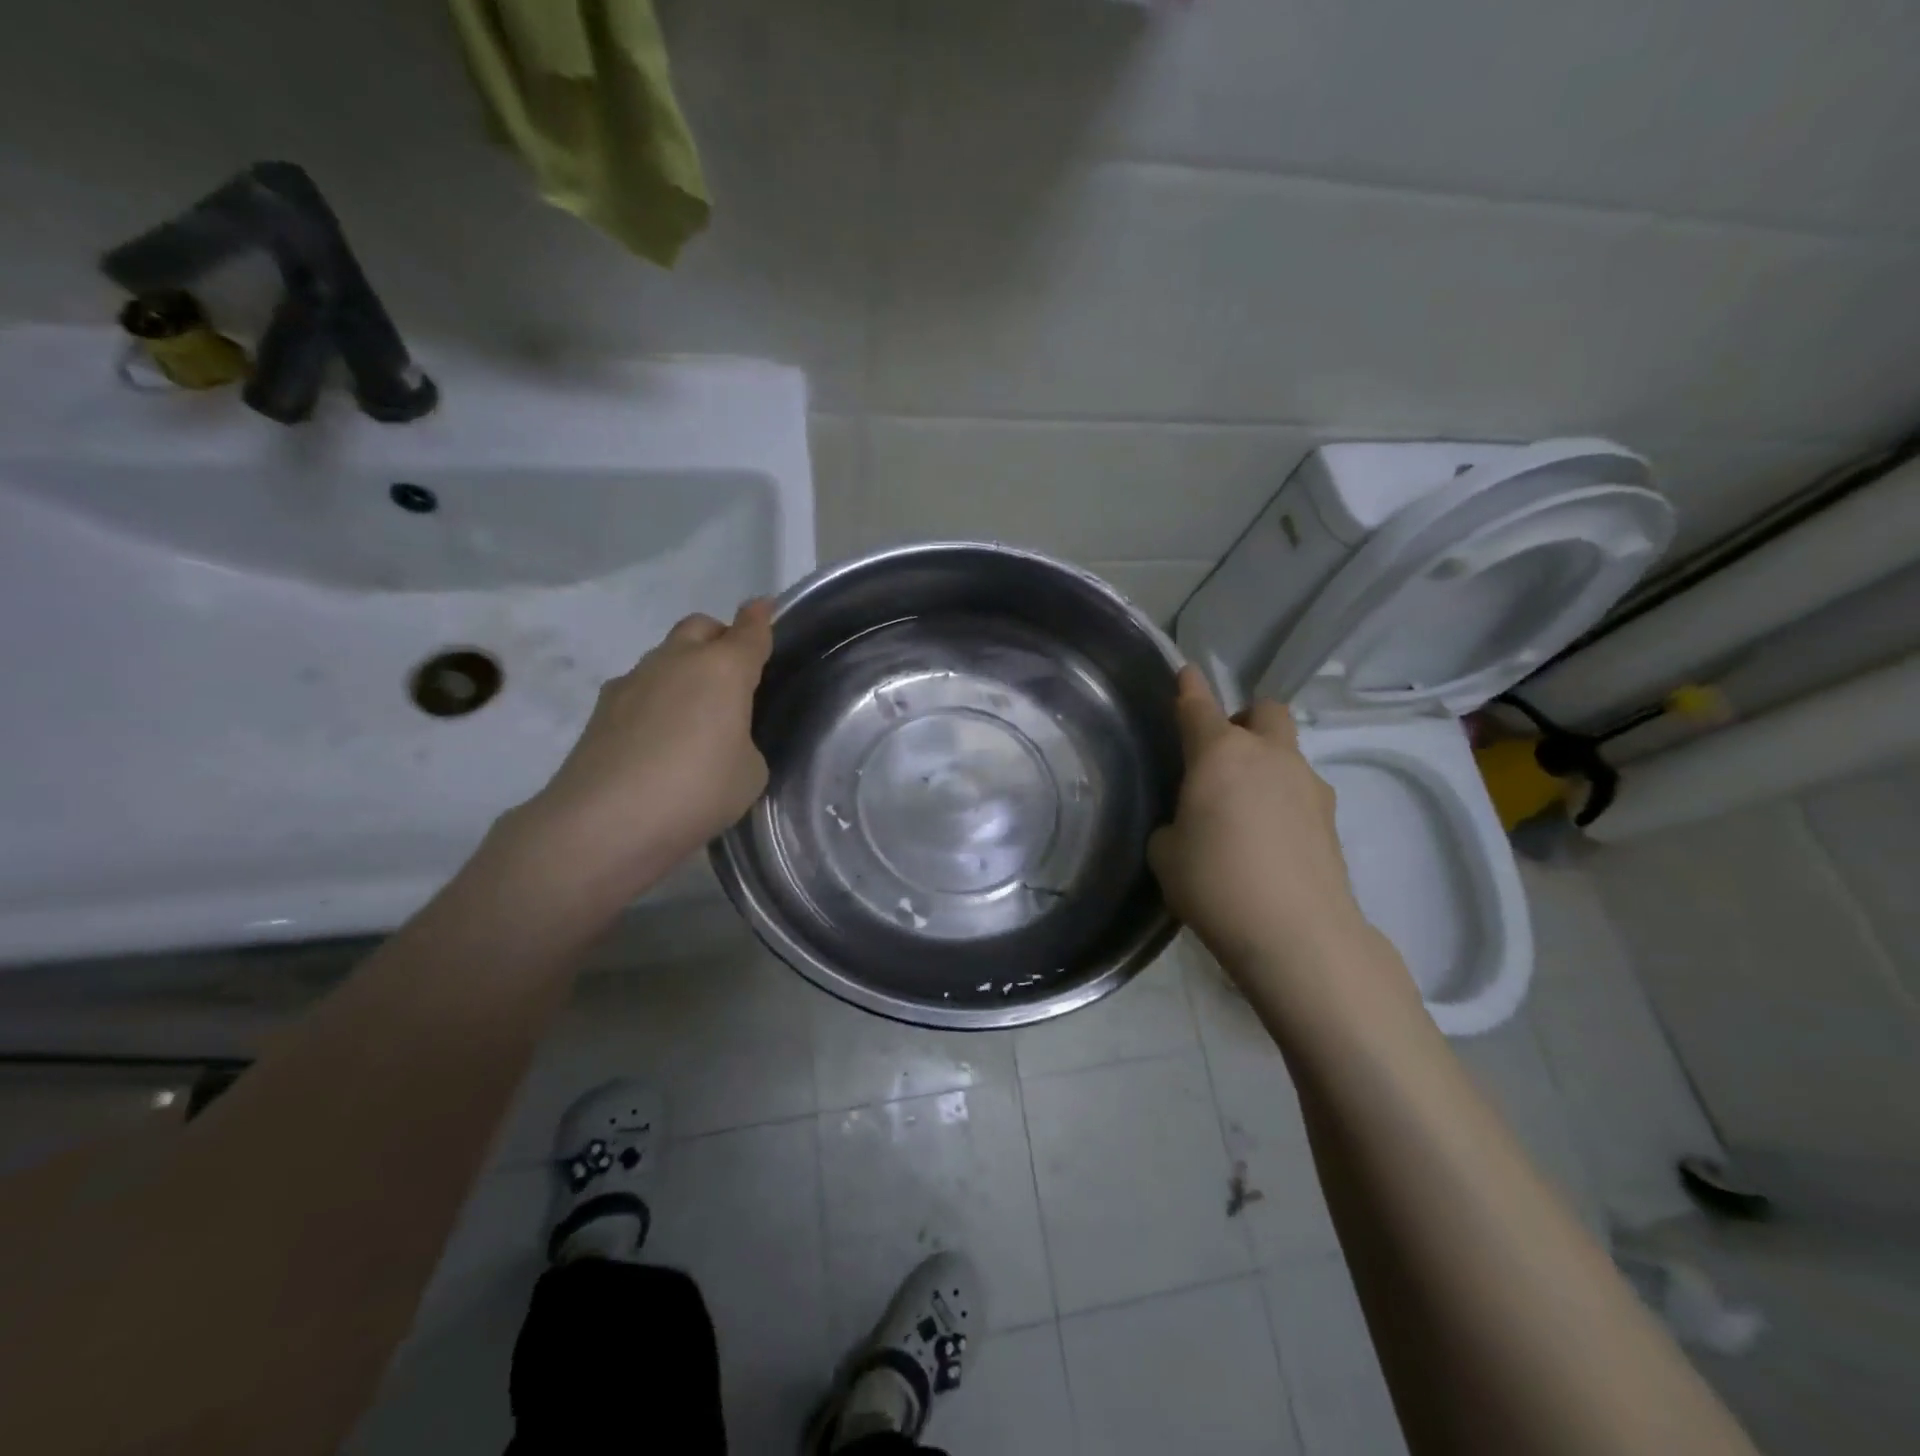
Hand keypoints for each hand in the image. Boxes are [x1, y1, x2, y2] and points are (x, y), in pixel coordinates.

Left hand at [510, 600, 774, 890]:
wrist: (605, 822)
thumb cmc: (697, 791)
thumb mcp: (749, 773)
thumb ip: (742, 740)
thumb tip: (719, 735)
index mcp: (723, 669)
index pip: (750, 632)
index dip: (761, 619)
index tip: (766, 609)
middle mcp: (677, 662)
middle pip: (701, 627)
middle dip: (720, 638)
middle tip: (733, 674)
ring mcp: (633, 681)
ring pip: (666, 656)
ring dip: (684, 671)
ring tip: (694, 717)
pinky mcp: (602, 709)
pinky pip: (641, 689)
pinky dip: (656, 700)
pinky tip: (658, 741)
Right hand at [1149, 667, 1370, 970]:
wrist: (1296, 934)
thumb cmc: (1214, 882)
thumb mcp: (1166, 854)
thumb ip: (1175, 824)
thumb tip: (1192, 823)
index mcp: (1220, 755)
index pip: (1199, 706)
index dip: (1188, 687)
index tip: (1185, 672)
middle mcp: (1269, 756)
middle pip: (1263, 711)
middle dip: (1243, 719)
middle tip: (1222, 755)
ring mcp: (1309, 785)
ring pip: (1287, 752)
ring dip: (1266, 764)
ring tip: (1244, 810)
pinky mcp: (1332, 820)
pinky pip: (1301, 791)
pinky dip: (1283, 801)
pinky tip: (1268, 840)